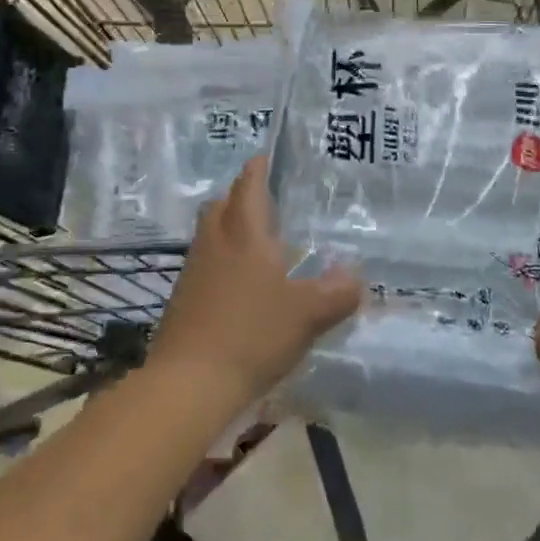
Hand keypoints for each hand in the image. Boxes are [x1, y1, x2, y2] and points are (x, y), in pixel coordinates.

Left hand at [146, 157, 362, 414]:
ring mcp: (194, 272)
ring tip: (257, 243)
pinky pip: (204, 265)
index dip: (257, 170)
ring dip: (228, 229)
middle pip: (221, 206)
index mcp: (244, 234)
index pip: (248, 187)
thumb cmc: (253, 334)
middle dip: (239, 197)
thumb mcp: (308, 314)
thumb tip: (356, 277)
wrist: (190, 382)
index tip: (264, 158)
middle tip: (263, 200)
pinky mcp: (182, 300)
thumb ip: (337, 293)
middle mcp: (215, 244)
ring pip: (210, 235)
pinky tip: (241, 286)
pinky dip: (222, 262)